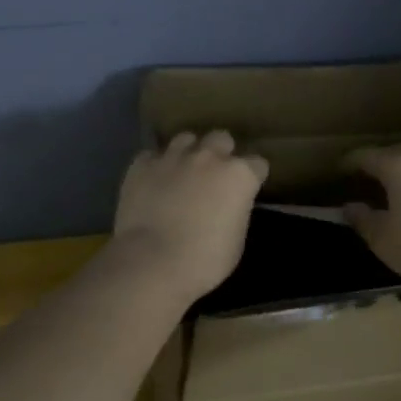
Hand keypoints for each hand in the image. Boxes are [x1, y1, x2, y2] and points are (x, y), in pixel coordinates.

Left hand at [110, 131, 268, 303]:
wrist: (152, 262)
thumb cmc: (204, 260)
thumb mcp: (236, 240)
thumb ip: (236, 212)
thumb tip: (227, 206)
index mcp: (239, 175)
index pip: (257, 164)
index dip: (252, 177)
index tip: (245, 191)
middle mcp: (209, 156)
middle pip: (222, 139)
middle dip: (221, 153)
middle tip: (213, 176)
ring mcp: (173, 156)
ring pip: (186, 139)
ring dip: (188, 153)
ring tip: (182, 173)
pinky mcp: (142, 164)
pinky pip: (153, 155)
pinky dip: (156, 166)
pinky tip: (153, 182)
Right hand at [342, 145, 400, 291]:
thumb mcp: (384, 240)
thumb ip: (363, 220)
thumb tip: (350, 207)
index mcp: (398, 167)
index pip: (367, 155)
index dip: (349, 161)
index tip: (338, 169)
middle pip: (394, 152)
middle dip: (376, 161)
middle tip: (362, 174)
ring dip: (400, 171)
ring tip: (388, 187)